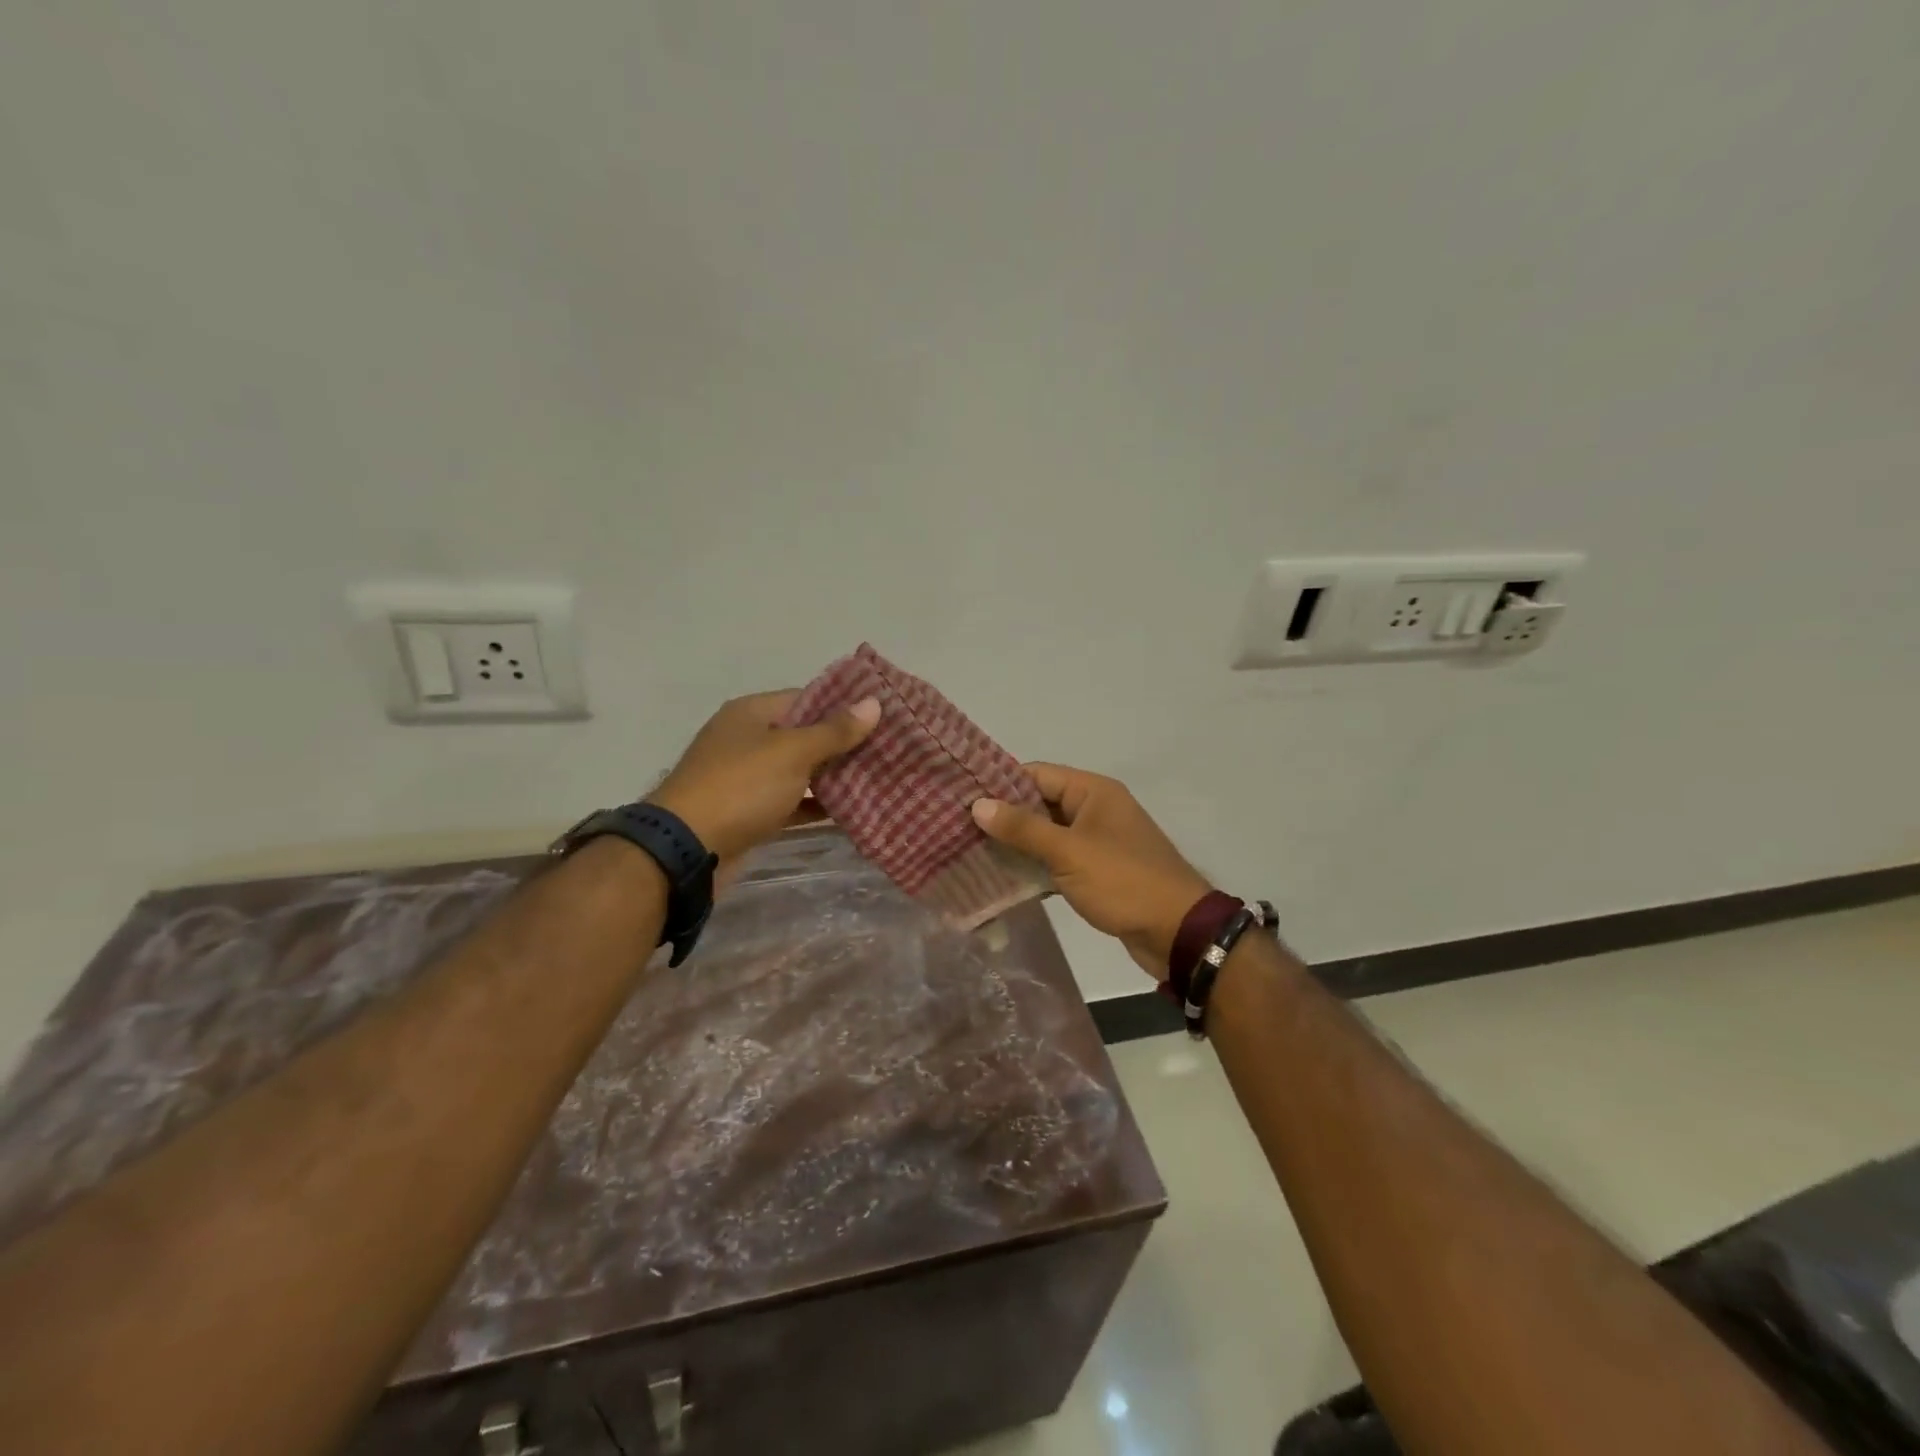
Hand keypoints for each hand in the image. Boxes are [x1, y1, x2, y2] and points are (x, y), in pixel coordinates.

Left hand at [650, 690, 879, 862]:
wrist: (688, 849)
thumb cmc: (741, 787)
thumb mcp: (792, 752)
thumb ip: (834, 731)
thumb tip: (873, 703)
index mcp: (752, 713)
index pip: (806, 698)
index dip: (844, 705)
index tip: (881, 715)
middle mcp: (748, 740)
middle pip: (804, 735)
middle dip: (843, 744)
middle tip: (888, 749)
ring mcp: (747, 778)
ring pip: (799, 771)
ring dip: (833, 777)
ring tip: (879, 778)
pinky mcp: (750, 813)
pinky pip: (791, 802)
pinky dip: (816, 806)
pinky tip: (851, 811)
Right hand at [971, 764, 1211, 980]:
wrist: (1177, 932)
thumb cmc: (1123, 881)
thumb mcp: (1068, 852)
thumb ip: (1023, 828)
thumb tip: (978, 804)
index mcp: (1092, 791)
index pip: (1036, 774)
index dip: (999, 783)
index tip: (961, 796)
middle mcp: (1094, 809)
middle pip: (1039, 803)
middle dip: (1003, 816)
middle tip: (958, 827)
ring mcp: (1096, 841)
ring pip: (1046, 834)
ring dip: (1016, 843)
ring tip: (970, 851)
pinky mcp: (1096, 870)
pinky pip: (1057, 859)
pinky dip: (1034, 865)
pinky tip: (1002, 877)